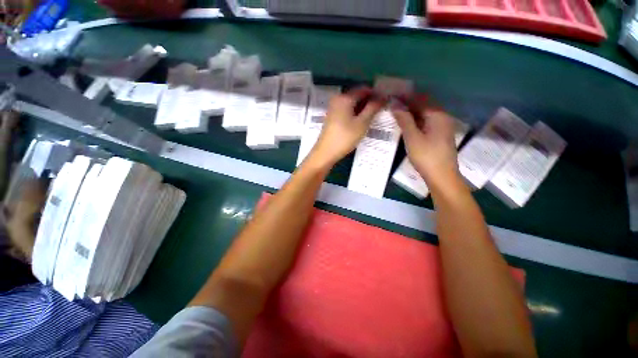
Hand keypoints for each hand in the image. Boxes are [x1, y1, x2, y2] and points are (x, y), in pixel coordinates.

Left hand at [308, 87, 385, 166]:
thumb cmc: (345, 137)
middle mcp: (337, 99)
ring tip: (373, 117)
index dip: (376, 94)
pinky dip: (355, 113)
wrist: (326, 152)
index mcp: (345, 98)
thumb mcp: (362, 123)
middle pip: (357, 96)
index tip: (385, 102)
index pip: (364, 89)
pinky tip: (361, 121)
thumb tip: (383, 97)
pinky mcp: (332, 117)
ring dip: (362, 108)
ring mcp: (333, 108)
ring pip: (352, 104)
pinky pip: (346, 110)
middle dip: (369, 101)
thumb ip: (373, 108)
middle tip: (381, 110)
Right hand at [392, 94, 458, 185]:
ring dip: (411, 112)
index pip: (420, 99)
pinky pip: (426, 122)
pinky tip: (406, 125)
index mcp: (437, 115)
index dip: (405, 97)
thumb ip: (404, 119)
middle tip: (391, 105)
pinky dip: (415, 121)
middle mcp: (442, 117)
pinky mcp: (439, 135)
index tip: (391, 96)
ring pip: (424, 114)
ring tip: (396, 114)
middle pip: (423, 105)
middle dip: (407, 104)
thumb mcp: (412, 137)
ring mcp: (442, 127)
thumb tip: (395, 104)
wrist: (441, 176)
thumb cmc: (426, 156)